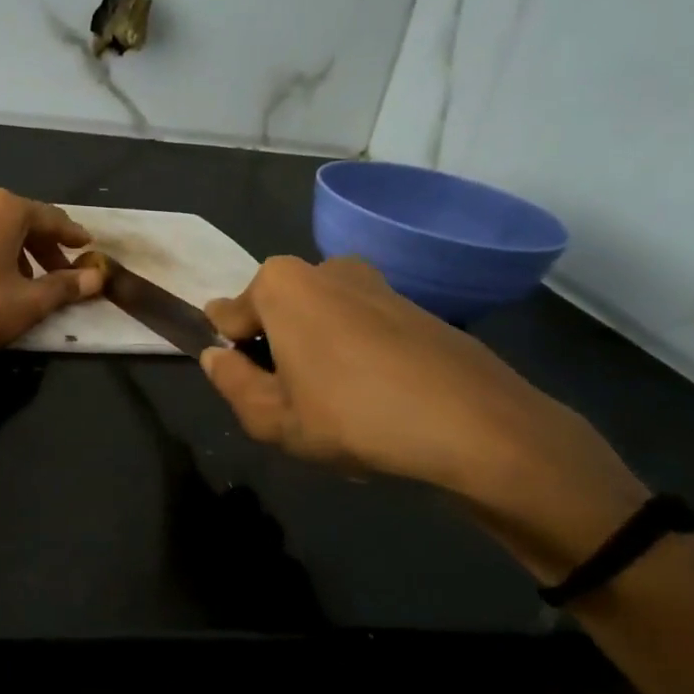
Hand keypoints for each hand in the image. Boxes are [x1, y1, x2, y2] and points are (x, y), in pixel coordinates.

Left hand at [0, 177, 103, 358]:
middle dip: (41, 242)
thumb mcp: (29, 302)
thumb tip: (97, 277)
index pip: (49, 218)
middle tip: (57, 270)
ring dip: (10, 240)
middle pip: (19, 216)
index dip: (71, 235)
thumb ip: (66, 286)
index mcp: (5, 208)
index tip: (86, 246)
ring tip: (20, 273)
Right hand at [201, 256, 648, 575]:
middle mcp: (325, 268)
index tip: (254, 393)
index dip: (232, 357)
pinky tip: (380, 405)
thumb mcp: (271, 418)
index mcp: (281, 284)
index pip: (227, 315)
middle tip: (296, 407)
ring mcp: (375, 283)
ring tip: (341, 411)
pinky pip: (362, 329)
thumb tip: (216, 358)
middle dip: (276, 354)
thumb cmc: (353, 416)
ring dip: (317, 357)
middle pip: (277, 315)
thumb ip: (230, 383)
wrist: (477, 425)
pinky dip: (357, 359)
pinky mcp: (414, 305)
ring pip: (320, 322)